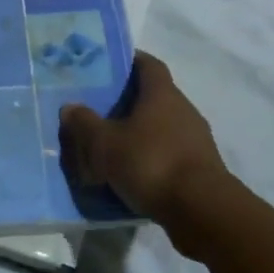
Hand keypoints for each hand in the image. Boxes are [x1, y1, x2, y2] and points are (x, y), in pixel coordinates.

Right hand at [61, 52, 230, 224]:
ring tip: (114, 147)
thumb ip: (85, 124)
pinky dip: (153, 158)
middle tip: (101, 110)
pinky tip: (134, 175)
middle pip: (154, 96)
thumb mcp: (106, 144)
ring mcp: (197, 139)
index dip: (130, 61)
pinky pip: (171, 153)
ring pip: (163, 127)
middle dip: (129, 102)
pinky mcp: (202, 168)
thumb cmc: (151, 163)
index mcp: (162, 93)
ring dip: (141, 133)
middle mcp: (184, 109)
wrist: (203, 211)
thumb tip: (70, 107)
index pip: (148, 64)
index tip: (109, 66)